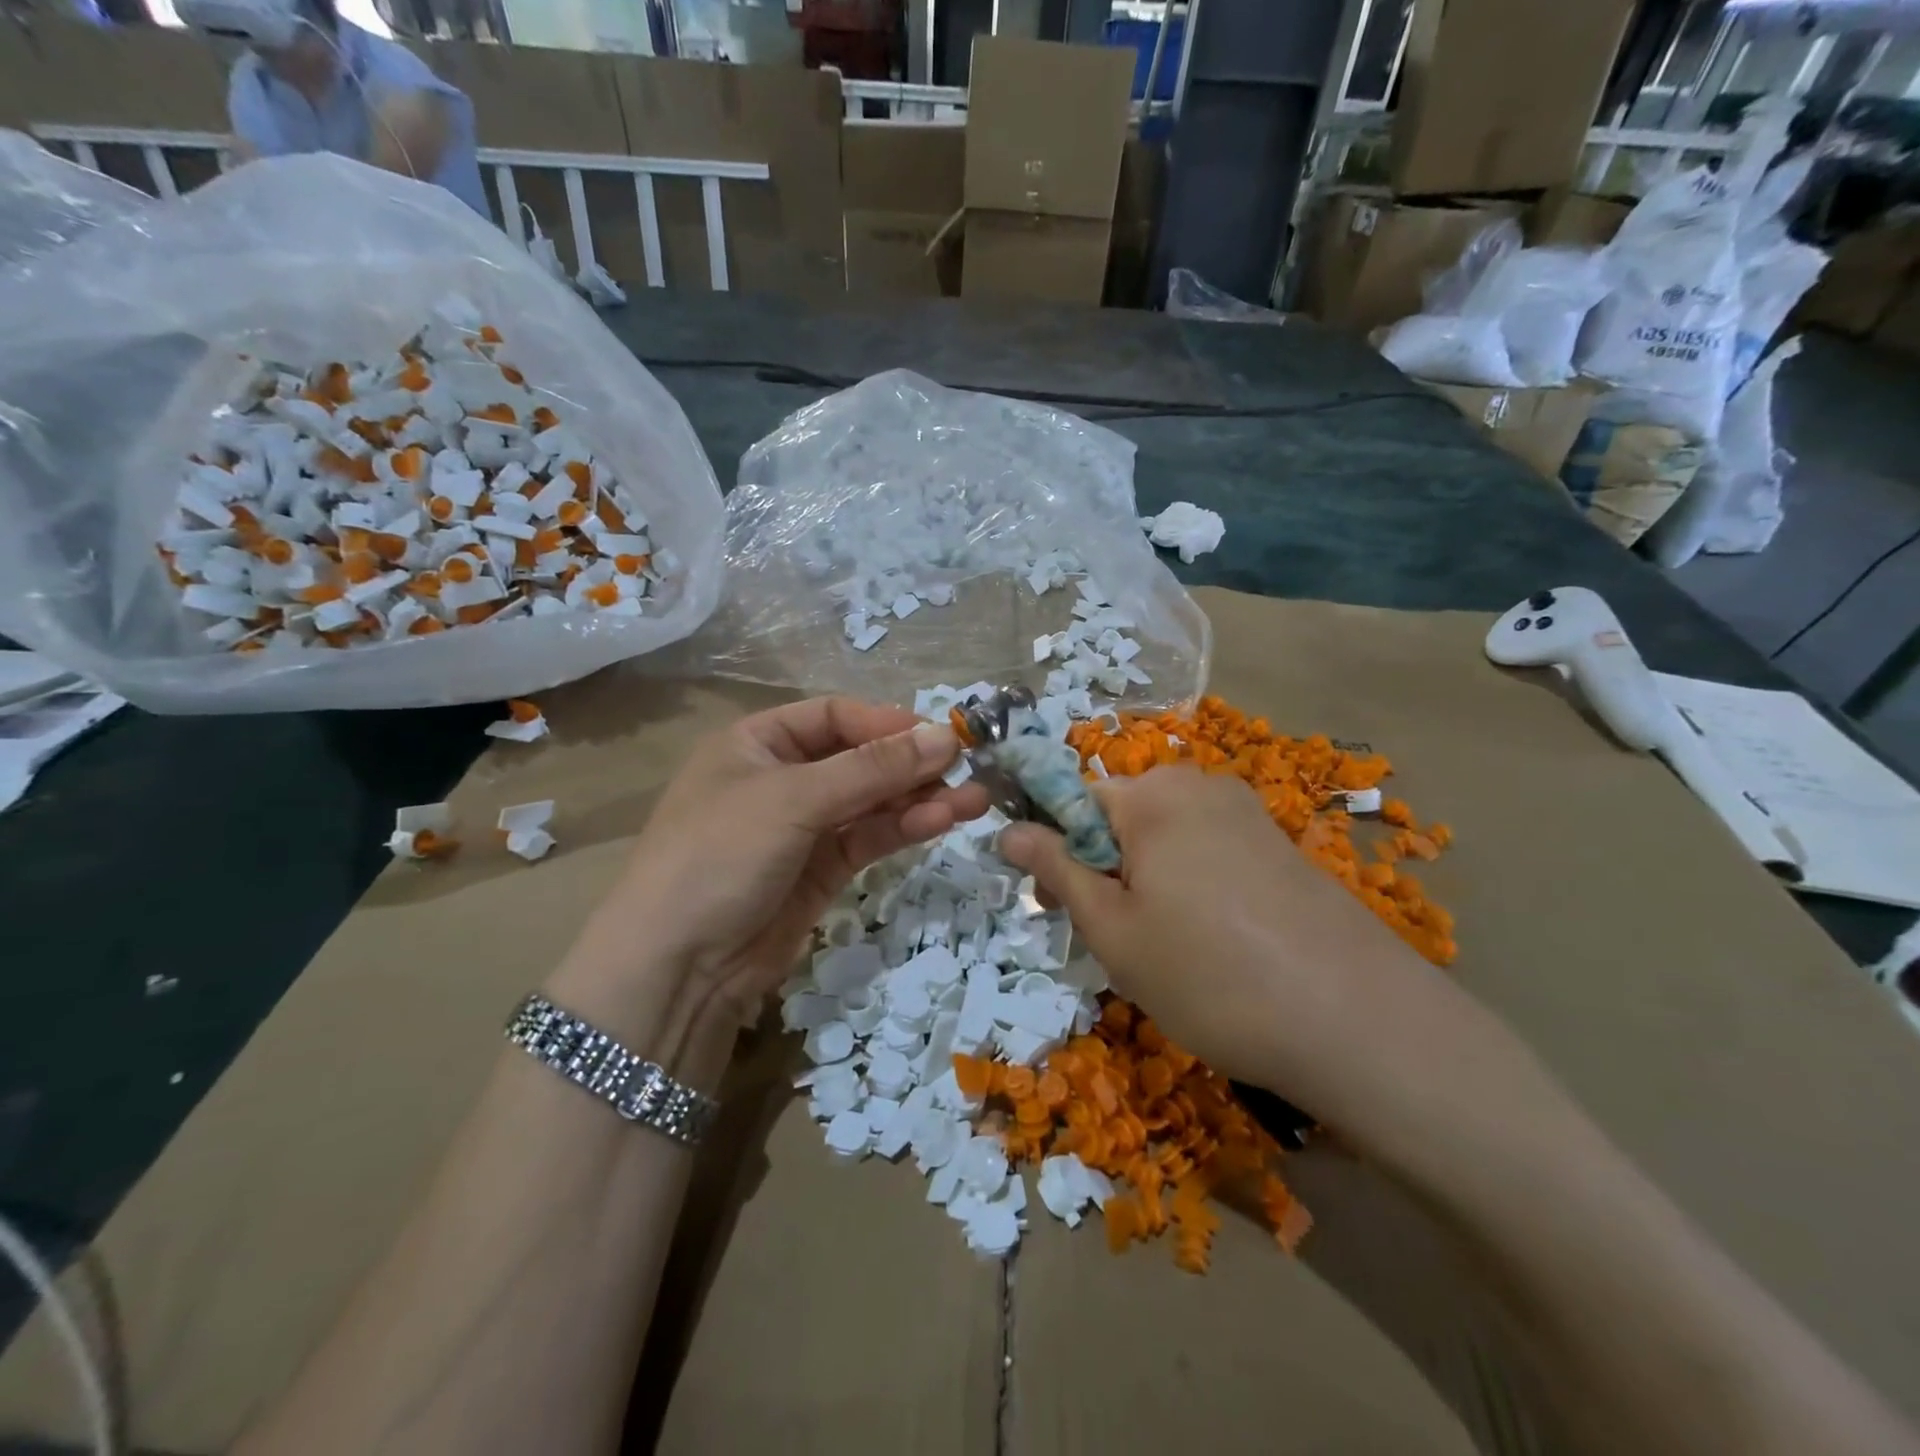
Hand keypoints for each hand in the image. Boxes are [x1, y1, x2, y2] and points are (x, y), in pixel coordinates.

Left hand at [550, 698, 988, 1066]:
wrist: (677, 967)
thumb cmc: (721, 855)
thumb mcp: (793, 800)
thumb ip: (872, 768)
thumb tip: (946, 736)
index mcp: (758, 742)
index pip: (835, 716)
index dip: (887, 724)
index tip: (939, 737)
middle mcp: (783, 778)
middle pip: (860, 758)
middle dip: (911, 764)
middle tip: (967, 769)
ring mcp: (805, 827)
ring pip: (872, 801)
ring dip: (920, 798)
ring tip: (974, 800)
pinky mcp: (823, 870)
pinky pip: (870, 837)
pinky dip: (904, 828)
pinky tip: (941, 822)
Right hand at [998, 766, 1473, 1129]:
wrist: (1359, 1023)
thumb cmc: (1210, 975)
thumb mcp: (1113, 930)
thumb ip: (1057, 870)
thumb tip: (1007, 829)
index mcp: (1152, 795)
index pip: (1073, 801)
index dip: (1056, 852)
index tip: (1056, 906)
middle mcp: (1201, 786)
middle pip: (1121, 819)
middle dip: (1103, 870)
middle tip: (1114, 941)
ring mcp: (1248, 813)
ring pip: (1164, 840)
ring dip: (1146, 884)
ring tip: (1165, 951)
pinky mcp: (1280, 845)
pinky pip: (1208, 853)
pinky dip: (1191, 888)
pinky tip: (1213, 945)